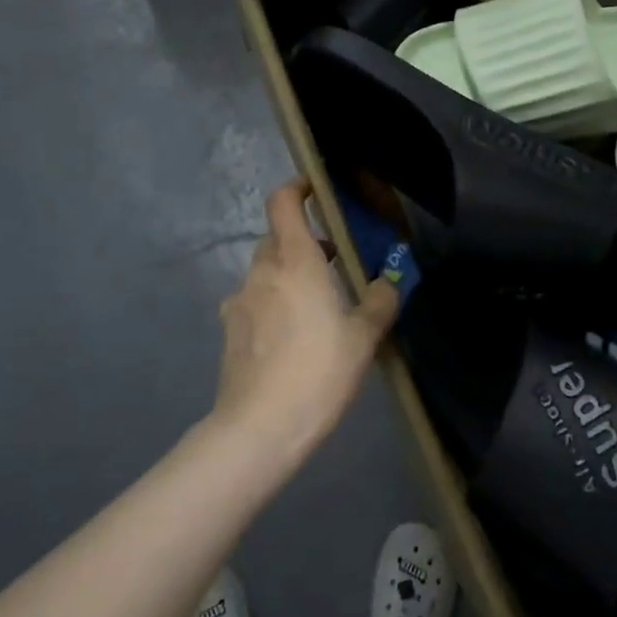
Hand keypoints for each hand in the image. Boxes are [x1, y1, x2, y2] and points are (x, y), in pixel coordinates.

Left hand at [213, 179, 400, 456]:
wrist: (259, 428)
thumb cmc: (318, 371)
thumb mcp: (363, 337)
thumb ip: (379, 302)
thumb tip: (387, 283)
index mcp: (295, 261)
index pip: (283, 202)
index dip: (297, 188)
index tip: (316, 191)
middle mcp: (262, 272)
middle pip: (276, 238)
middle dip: (303, 241)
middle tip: (333, 262)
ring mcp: (239, 301)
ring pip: (265, 272)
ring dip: (288, 275)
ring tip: (316, 305)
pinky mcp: (229, 331)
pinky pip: (254, 302)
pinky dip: (272, 304)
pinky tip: (291, 338)